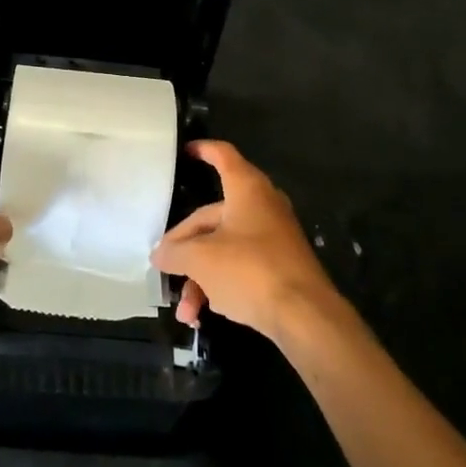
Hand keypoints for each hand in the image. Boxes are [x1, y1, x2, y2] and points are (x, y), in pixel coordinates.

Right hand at [152, 141, 335, 341]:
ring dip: (199, 278)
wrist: (306, 316)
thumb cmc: (250, 270)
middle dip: (185, 246)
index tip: (186, 151)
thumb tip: (160, 255)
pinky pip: (240, 268)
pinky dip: (220, 286)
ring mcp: (272, 239)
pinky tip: (203, 315)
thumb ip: (175, 253)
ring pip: (224, 248)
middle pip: (213, 216)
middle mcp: (262, 207)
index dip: (203, 150)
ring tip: (185, 311)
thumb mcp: (201, 259)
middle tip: (165, 265)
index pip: (223, 156)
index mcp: (247, 190)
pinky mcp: (279, 268)